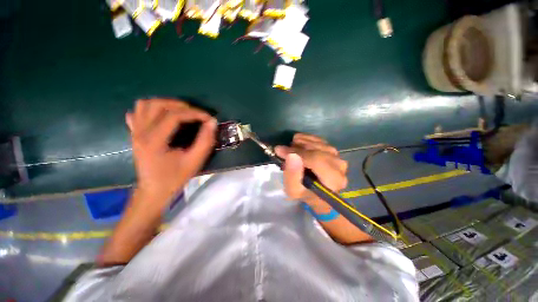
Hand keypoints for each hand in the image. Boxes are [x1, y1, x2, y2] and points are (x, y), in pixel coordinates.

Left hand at [126, 99, 216, 205]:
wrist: (154, 190)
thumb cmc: (175, 177)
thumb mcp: (195, 161)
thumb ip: (205, 141)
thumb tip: (212, 122)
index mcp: (154, 141)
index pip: (174, 116)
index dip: (194, 113)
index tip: (208, 118)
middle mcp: (141, 133)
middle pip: (158, 105)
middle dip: (181, 105)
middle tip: (196, 114)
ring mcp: (135, 132)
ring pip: (145, 105)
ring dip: (166, 104)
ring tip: (181, 111)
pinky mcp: (134, 134)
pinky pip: (138, 112)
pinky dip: (150, 109)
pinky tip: (161, 116)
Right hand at [275, 134, 347, 209]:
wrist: (316, 193)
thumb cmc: (304, 193)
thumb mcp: (293, 190)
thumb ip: (292, 175)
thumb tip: (291, 155)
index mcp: (333, 180)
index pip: (316, 160)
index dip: (297, 153)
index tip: (280, 150)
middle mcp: (339, 166)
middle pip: (318, 150)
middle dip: (297, 148)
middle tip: (283, 149)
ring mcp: (338, 157)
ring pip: (318, 143)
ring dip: (302, 142)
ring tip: (290, 147)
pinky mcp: (333, 152)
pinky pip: (320, 140)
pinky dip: (307, 139)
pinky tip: (298, 141)